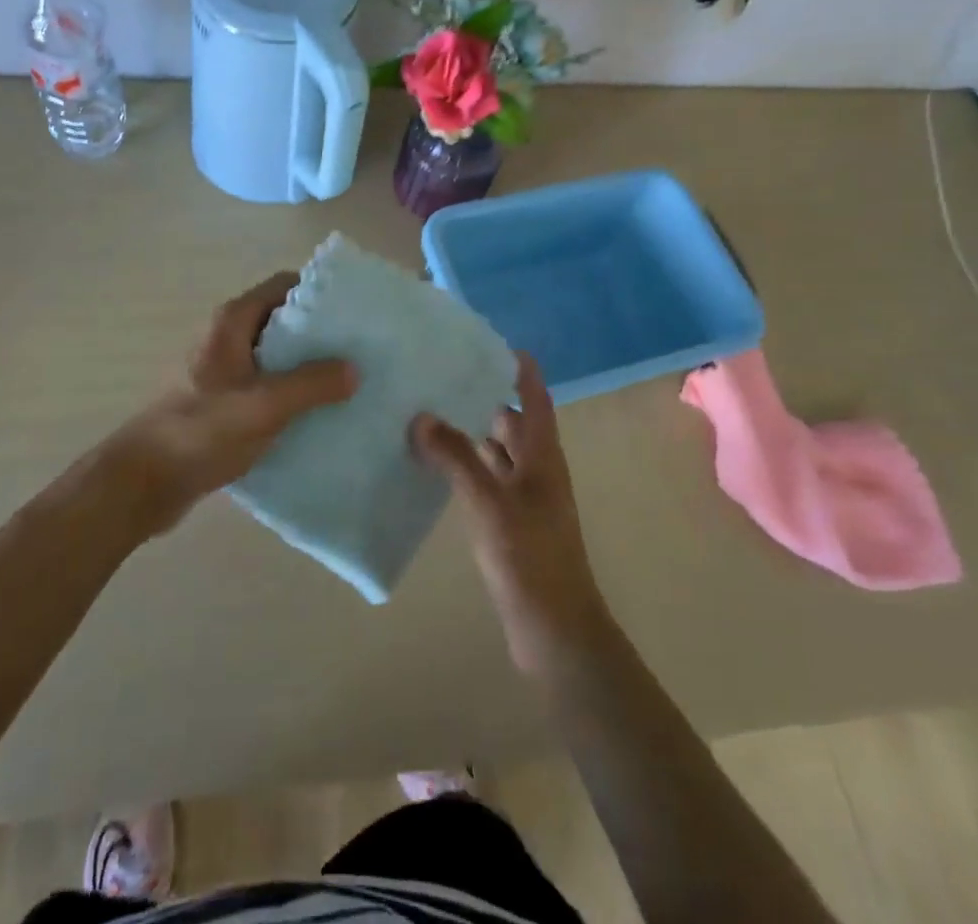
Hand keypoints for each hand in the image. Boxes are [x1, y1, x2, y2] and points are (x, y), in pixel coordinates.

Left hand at [105, 273, 357, 536]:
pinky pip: (266, 384)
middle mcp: (227, 336)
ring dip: (307, 366)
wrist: (145, 482)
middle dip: (320, 333)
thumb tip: (354, 369)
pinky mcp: (222, 400)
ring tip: (347, 383)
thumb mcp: (264, 406)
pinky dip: (290, 392)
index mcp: (233, 321)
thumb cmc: (201, 431)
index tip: (354, 312)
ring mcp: (223, 369)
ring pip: (275, 355)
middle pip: (282, 319)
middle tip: (358, 351)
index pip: (284, 285)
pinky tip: (316, 413)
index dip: (319, 293)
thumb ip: (312, 384)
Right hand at [412, 354, 613, 675]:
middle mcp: (538, 472)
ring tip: (434, 412)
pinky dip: (468, 468)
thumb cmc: (529, 558)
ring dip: (474, 434)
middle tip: (446, 376)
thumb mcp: (489, 502)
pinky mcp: (512, 527)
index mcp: (543, 457)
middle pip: (515, 424)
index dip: (522, 372)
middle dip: (487, 398)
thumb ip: (456, 457)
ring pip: (500, 454)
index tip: (495, 345)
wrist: (555, 632)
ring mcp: (526, 501)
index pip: (535, 400)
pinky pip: (489, 483)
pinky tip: (438, 467)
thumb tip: (422, 416)